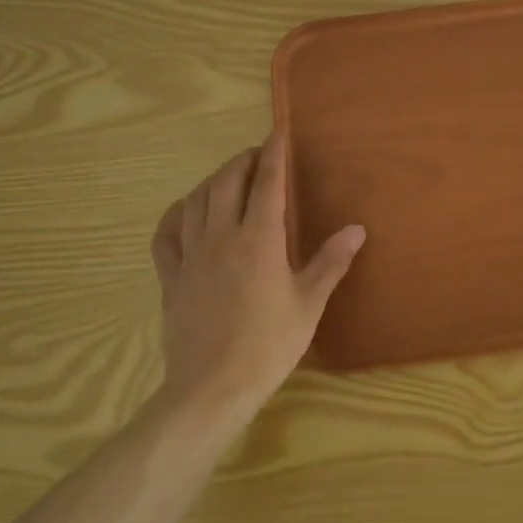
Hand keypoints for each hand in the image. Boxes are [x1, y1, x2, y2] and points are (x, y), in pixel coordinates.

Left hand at [149, 134, 364, 426]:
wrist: (212, 388)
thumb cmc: (268, 346)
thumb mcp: (309, 304)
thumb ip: (330, 262)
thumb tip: (356, 228)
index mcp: (259, 240)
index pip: (267, 184)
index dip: (274, 155)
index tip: (277, 133)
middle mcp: (222, 237)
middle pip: (226, 182)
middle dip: (242, 161)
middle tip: (256, 156)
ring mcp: (191, 256)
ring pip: (195, 201)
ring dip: (212, 181)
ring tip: (227, 178)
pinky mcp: (170, 277)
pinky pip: (166, 234)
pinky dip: (176, 214)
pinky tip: (185, 212)